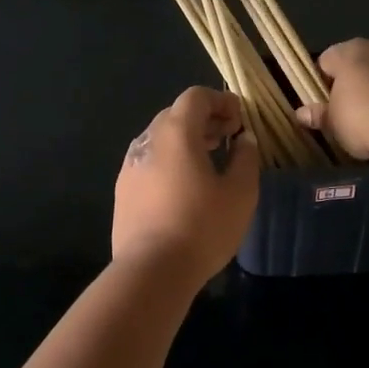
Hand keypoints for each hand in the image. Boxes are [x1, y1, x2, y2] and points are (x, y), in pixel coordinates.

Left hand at [112, 87, 259, 280]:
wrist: (151, 270)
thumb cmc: (202, 226)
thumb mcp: (240, 193)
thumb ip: (246, 158)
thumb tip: (244, 141)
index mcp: (176, 132)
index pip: (196, 97)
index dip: (221, 101)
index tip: (240, 120)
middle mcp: (147, 140)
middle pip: (175, 114)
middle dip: (204, 120)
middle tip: (228, 138)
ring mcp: (130, 166)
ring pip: (160, 139)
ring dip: (185, 141)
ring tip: (208, 161)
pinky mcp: (123, 191)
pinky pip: (149, 162)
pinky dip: (169, 161)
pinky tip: (184, 187)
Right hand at [298, 39, 368, 159]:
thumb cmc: (358, 117)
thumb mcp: (331, 122)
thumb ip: (317, 115)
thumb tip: (301, 114)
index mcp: (347, 51)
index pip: (325, 61)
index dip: (320, 82)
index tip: (322, 103)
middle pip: (354, 64)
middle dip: (349, 83)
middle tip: (343, 112)